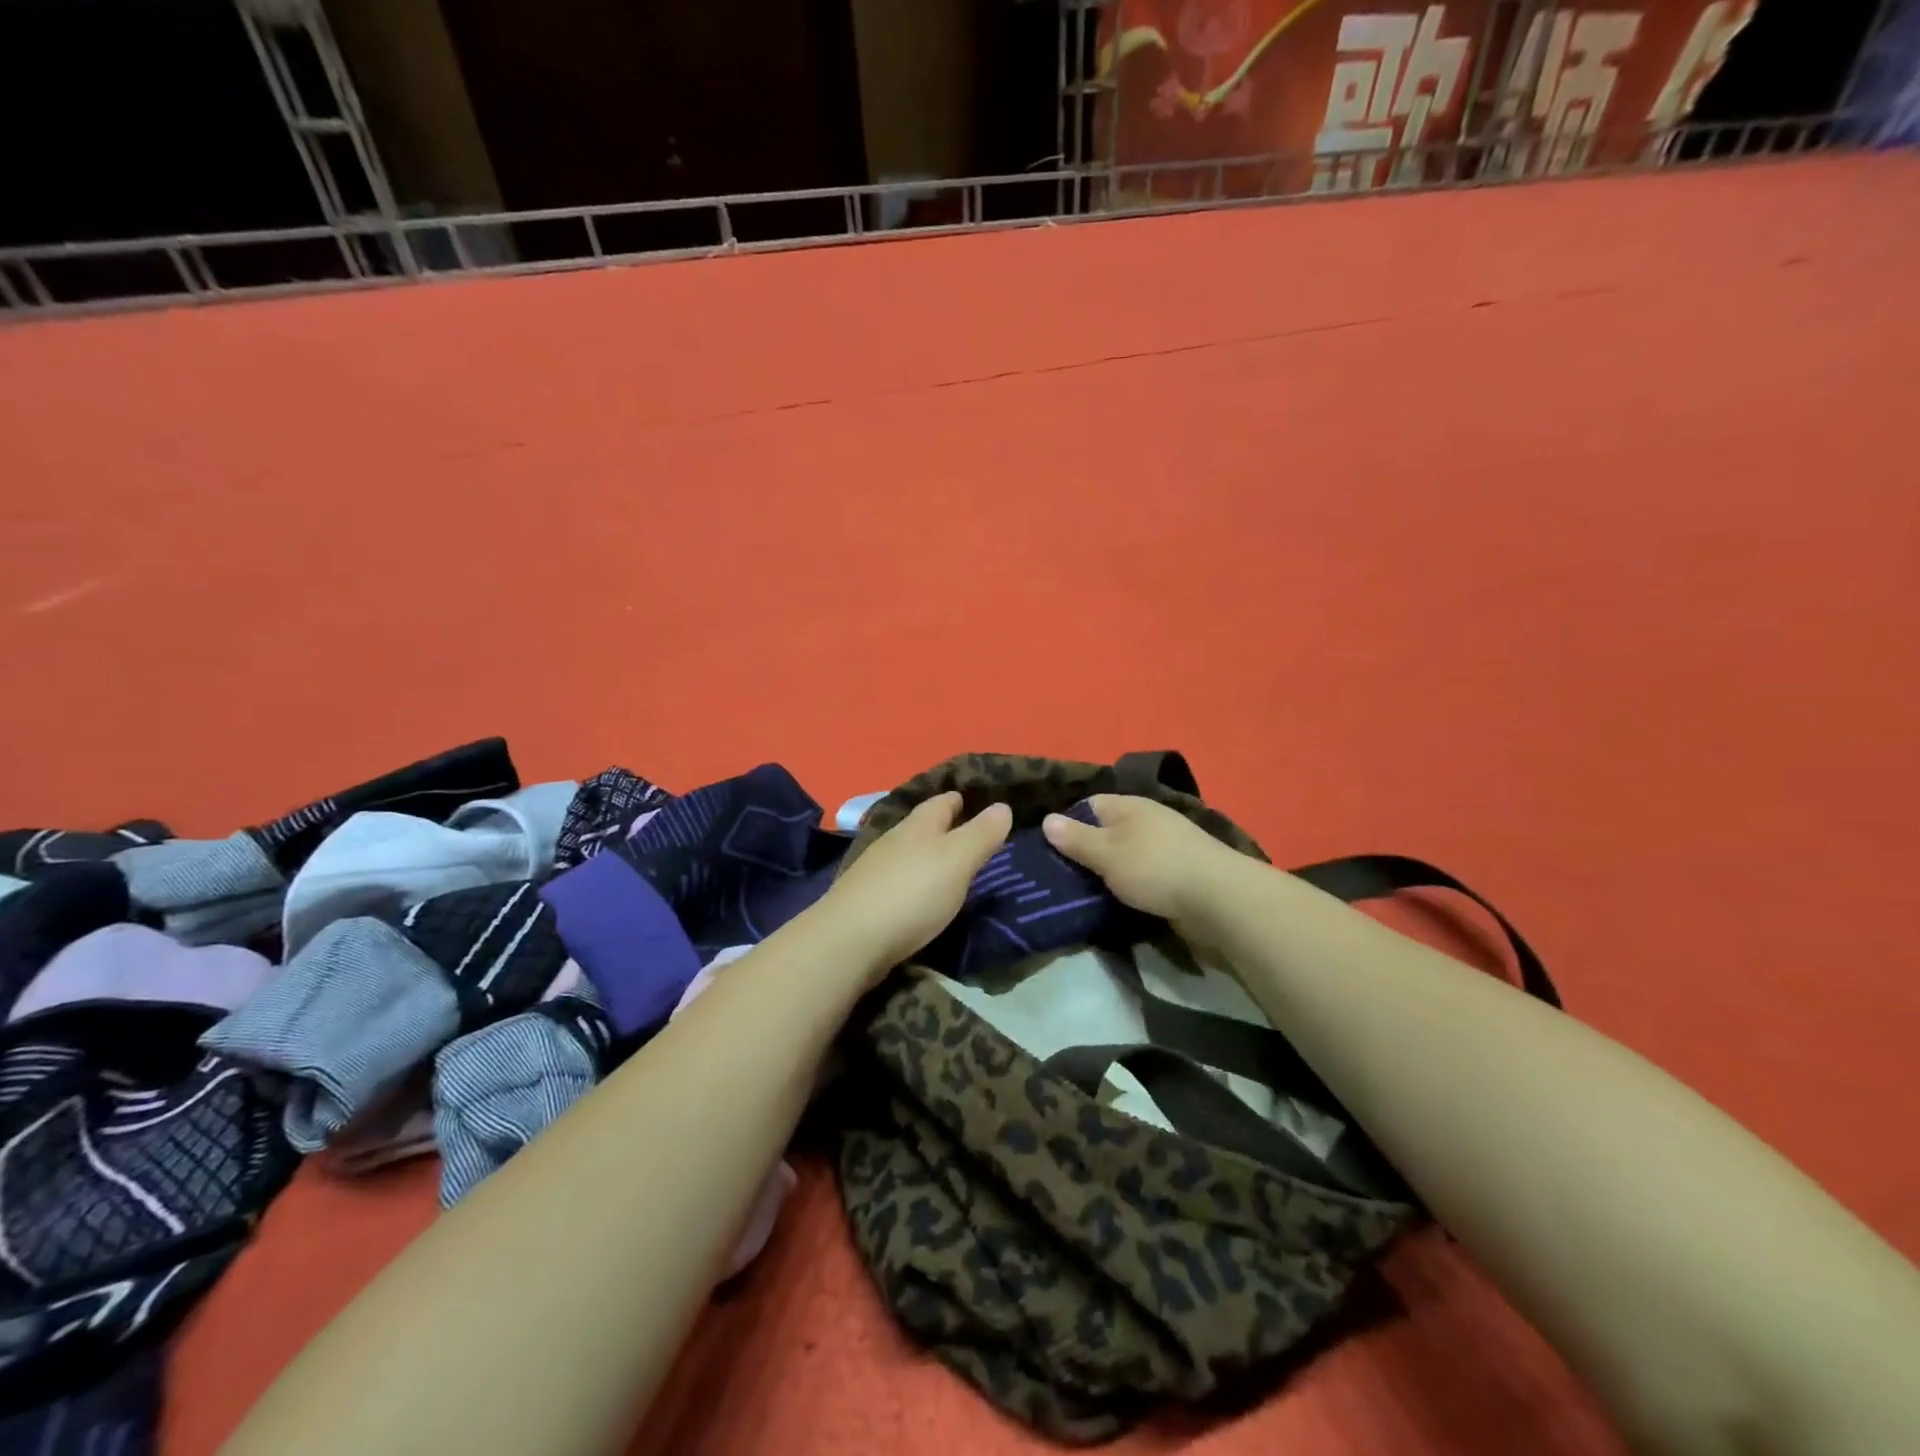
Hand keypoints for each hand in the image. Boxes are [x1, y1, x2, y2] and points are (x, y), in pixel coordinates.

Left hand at [816, 792, 1012, 979]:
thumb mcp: (957, 860)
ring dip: (927, 856)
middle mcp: (894, 841)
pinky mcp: (865, 901)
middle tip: (972, 836)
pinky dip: (913, 883)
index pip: (942, 802)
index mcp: (918, 826)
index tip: (978, 802)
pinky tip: (920, 896)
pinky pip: (896, 882)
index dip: (960, 799)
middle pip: (922, 827)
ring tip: (950, 867)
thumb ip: (980, 834)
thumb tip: (1002, 806)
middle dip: (944, 828)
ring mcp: (874, 871)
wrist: (849, 941)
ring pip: (907, 854)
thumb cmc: (911, 893)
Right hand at [1041, 794, 1244, 937]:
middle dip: (1086, 852)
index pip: (1089, 805)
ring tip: (1082, 894)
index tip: (1048, 849)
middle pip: (1107, 832)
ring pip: (1125, 857)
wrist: (1219, 900)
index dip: (1067, 823)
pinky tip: (1116, 904)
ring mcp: (1167, 848)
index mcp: (1130, 806)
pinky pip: (1143, 877)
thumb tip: (1047, 819)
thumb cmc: (1155, 867)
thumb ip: (1076, 839)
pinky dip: (1129, 888)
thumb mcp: (1106, 852)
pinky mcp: (1179, 875)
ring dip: (1108, 874)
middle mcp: (1148, 821)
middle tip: (1059, 877)